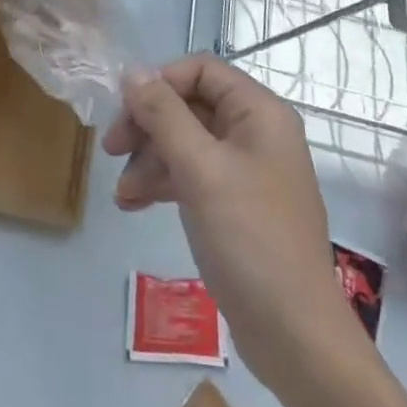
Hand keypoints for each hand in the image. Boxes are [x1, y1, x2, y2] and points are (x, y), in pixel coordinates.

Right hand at [103, 56, 350, 395]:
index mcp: (259, 113)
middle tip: (112, 149)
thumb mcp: (200, 169)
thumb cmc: (249, 238)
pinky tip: (133, 205)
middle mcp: (256, 133)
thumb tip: (131, 71)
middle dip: (148, 124)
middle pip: (190, 105)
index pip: (202, 70)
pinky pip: (193, 175)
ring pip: (186, 142)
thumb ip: (163, 114)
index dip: (160, 82)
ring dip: (149, 159)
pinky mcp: (236, 205)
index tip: (125, 108)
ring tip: (121, 192)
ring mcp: (247, 171)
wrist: (295, 336)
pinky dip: (163, 183)